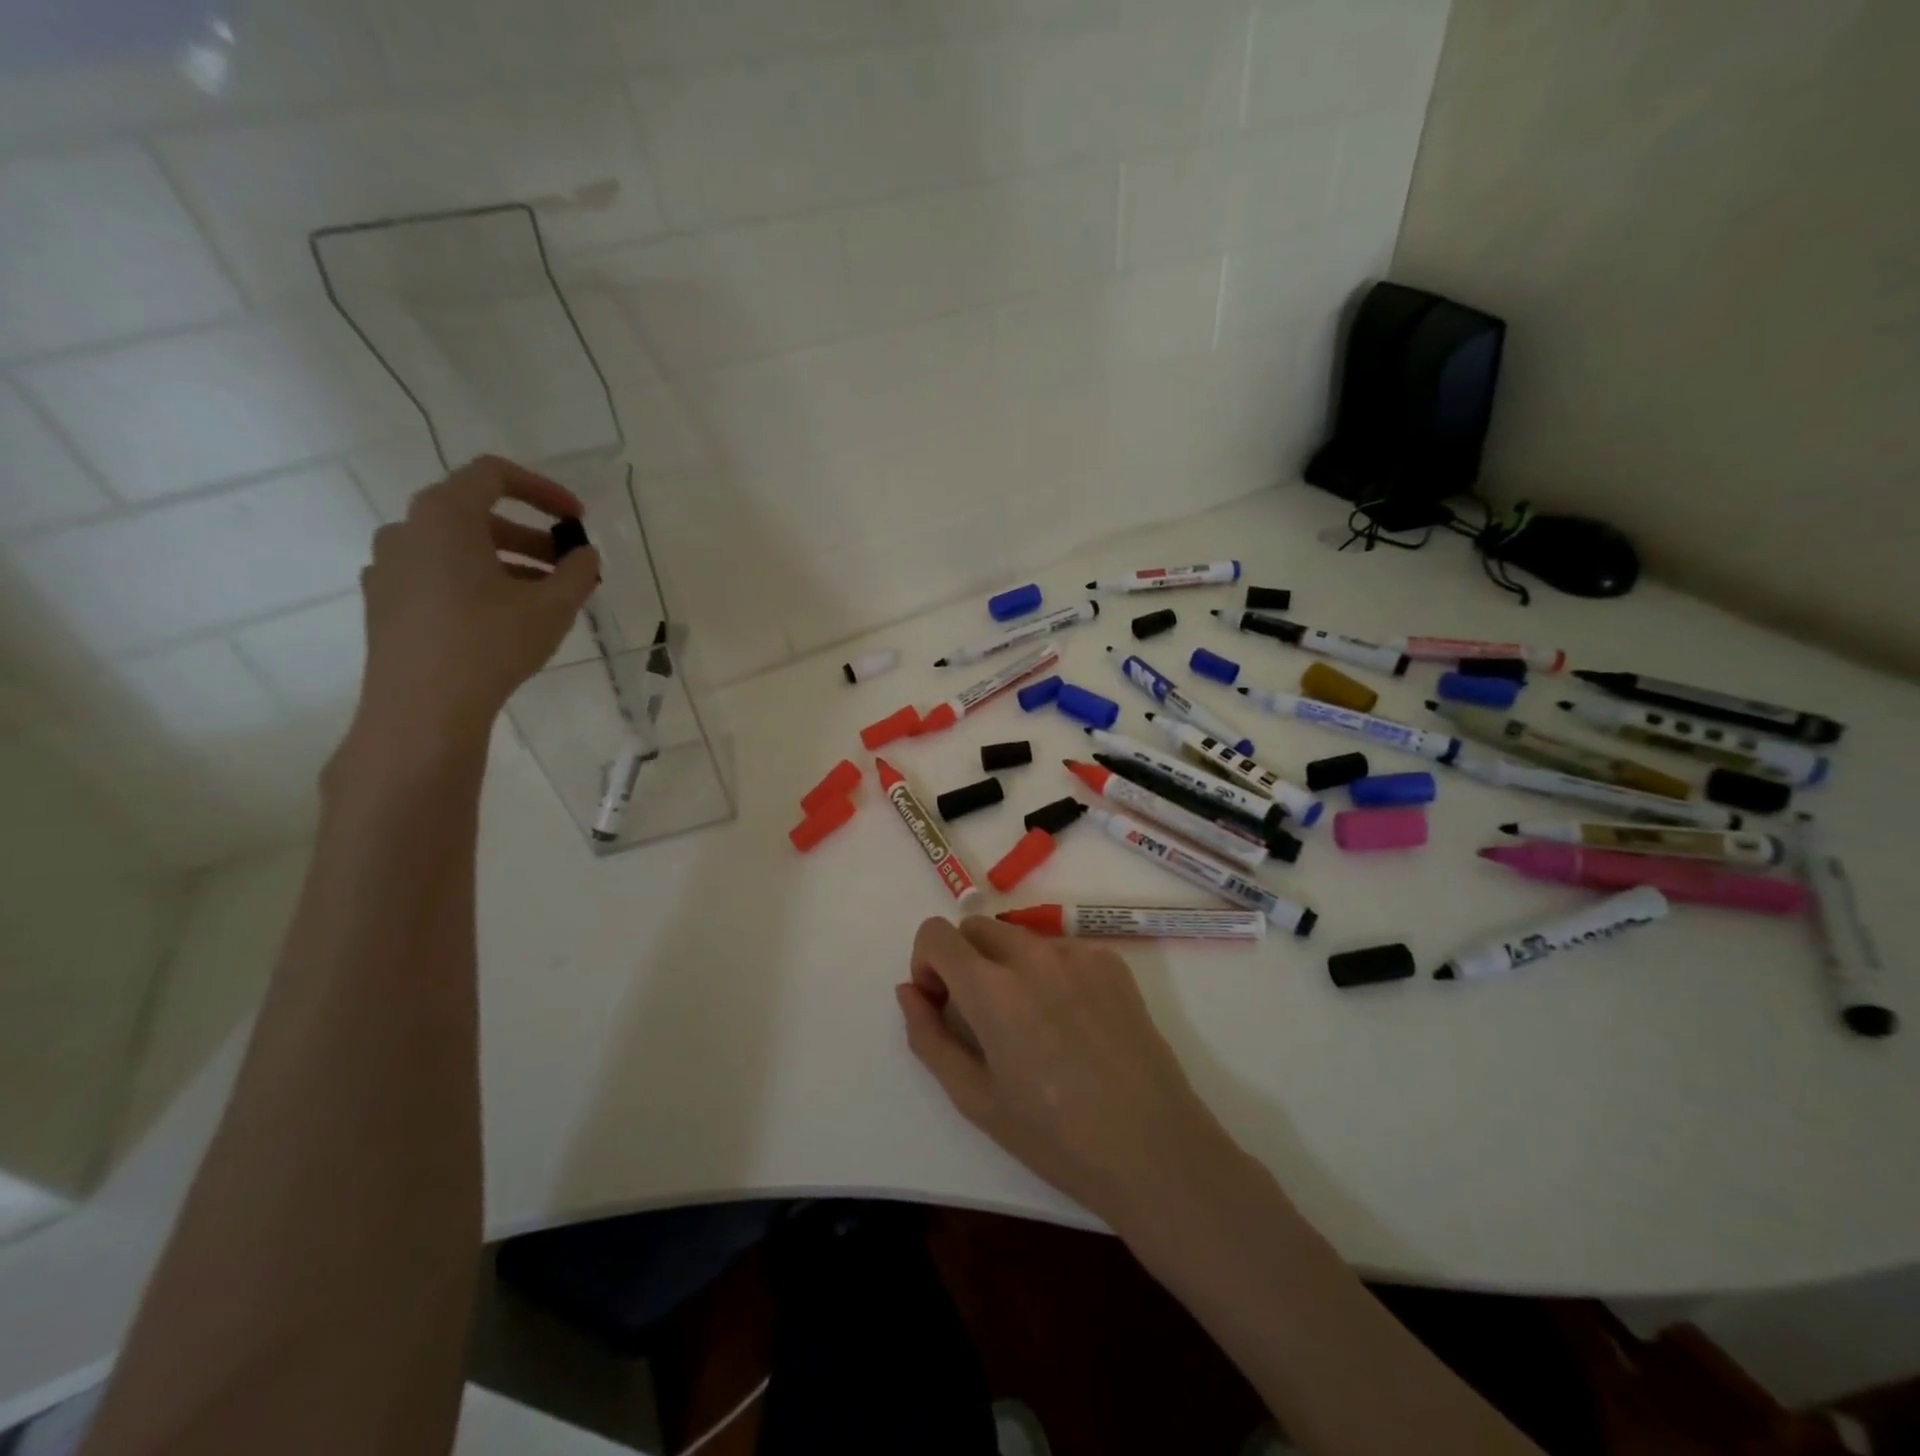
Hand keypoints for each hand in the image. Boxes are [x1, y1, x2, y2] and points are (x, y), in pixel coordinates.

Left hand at [347, 456, 599, 762]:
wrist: (423, 708)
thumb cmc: (490, 642)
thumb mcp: (553, 606)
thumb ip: (577, 572)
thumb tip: (585, 555)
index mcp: (444, 515)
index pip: (494, 475)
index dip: (543, 490)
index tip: (578, 519)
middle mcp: (407, 529)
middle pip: (475, 514)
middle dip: (530, 536)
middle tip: (567, 566)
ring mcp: (388, 567)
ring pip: (456, 549)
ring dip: (505, 562)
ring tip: (542, 598)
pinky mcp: (384, 603)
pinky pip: (436, 575)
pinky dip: (474, 583)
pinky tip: (501, 619)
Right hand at [897, 916, 1242, 1230]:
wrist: (1154, 1150)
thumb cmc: (1055, 1137)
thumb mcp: (976, 1099)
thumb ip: (929, 1037)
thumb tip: (908, 991)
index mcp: (993, 990)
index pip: (937, 934)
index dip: (926, 962)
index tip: (940, 1001)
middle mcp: (1034, 956)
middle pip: (977, 927)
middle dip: (963, 959)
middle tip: (979, 1015)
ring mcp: (1078, 954)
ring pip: (1019, 937)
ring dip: (1006, 964)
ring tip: (1031, 1024)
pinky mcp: (1112, 961)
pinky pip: (1061, 949)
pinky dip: (1049, 971)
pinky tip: (1071, 1022)